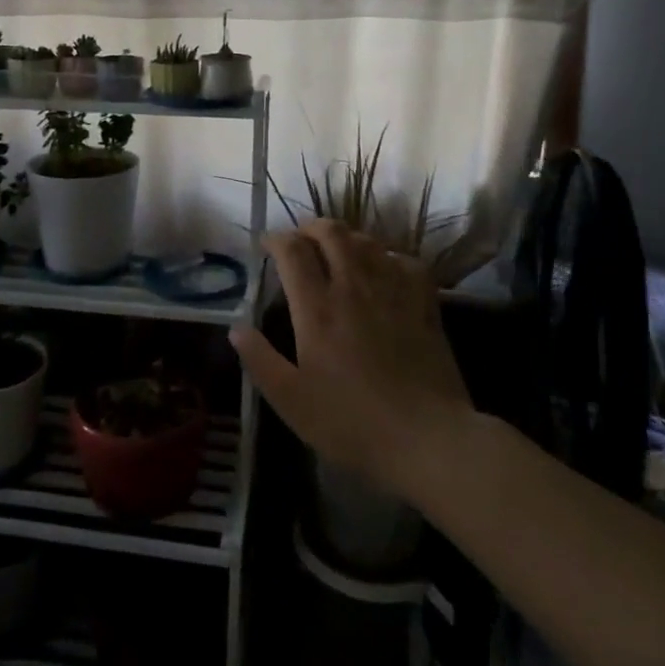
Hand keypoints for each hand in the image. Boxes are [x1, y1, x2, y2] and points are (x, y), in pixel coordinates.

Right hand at [231, 219, 473, 500]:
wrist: (428, 438)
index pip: (292, 251)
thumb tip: (236, 328)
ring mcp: (392, 290)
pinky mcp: (424, 303)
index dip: (275, 239)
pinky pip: (405, 261)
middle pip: (331, 232)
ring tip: (337, 251)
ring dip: (347, 238)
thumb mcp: (291, 401)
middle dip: (311, 227)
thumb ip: (260, 360)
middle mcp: (353, 286)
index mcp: (317, 308)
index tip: (267, 246)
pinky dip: (389, 257)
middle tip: (301, 240)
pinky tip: (384, 270)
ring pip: (367, 241)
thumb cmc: (352, 422)